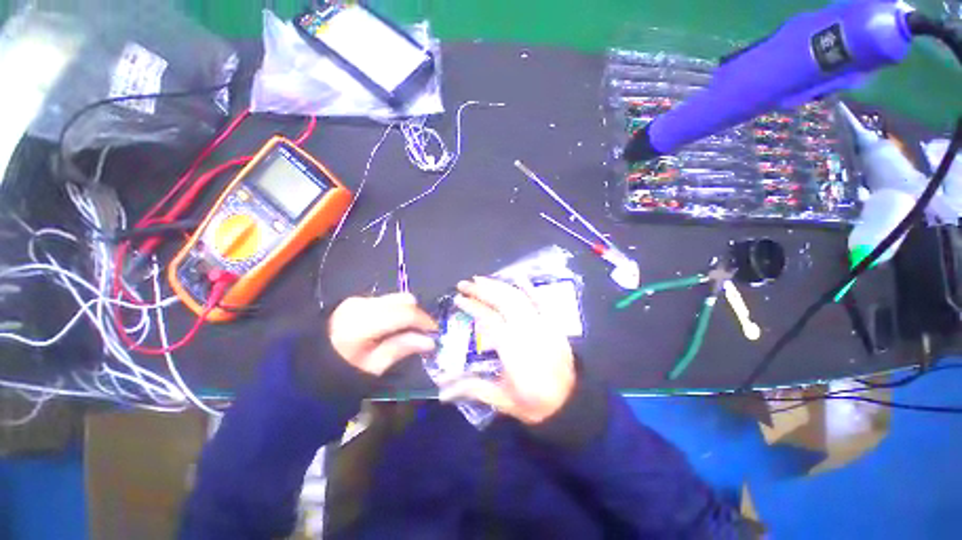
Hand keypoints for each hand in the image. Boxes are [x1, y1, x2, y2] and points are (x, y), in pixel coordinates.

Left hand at [329, 293, 437, 375]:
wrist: (308, 364)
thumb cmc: (340, 372)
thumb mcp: (373, 367)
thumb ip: (402, 348)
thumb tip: (430, 341)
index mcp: (363, 323)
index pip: (405, 313)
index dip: (425, 321)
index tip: (436, 333)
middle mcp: (362, 304)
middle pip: (404, 299)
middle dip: (418, 315)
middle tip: (423, 333)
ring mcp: (358, 300)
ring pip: (396, 298)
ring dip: (407, 312)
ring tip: (409, 330)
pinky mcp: (356, 300)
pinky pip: (386, 301)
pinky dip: (395, 311)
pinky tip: (392, 326)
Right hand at [439, 277, 575, 424]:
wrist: (571, 403)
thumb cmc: (534, 402)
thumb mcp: (502, 399)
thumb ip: (473, 388)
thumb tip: (441, 391)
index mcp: (512, 349)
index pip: (489, 319)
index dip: (473, 307)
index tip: (459, 299)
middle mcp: (527, 331)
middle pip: (503, 302)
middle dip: (482, 290)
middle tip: (464, 284)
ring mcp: (542, 324)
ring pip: (519, 298)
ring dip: (499, 285)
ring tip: (481, 279)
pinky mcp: (553, 324)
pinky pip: (541, 301)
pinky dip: (529, 287)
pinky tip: (517, 277)